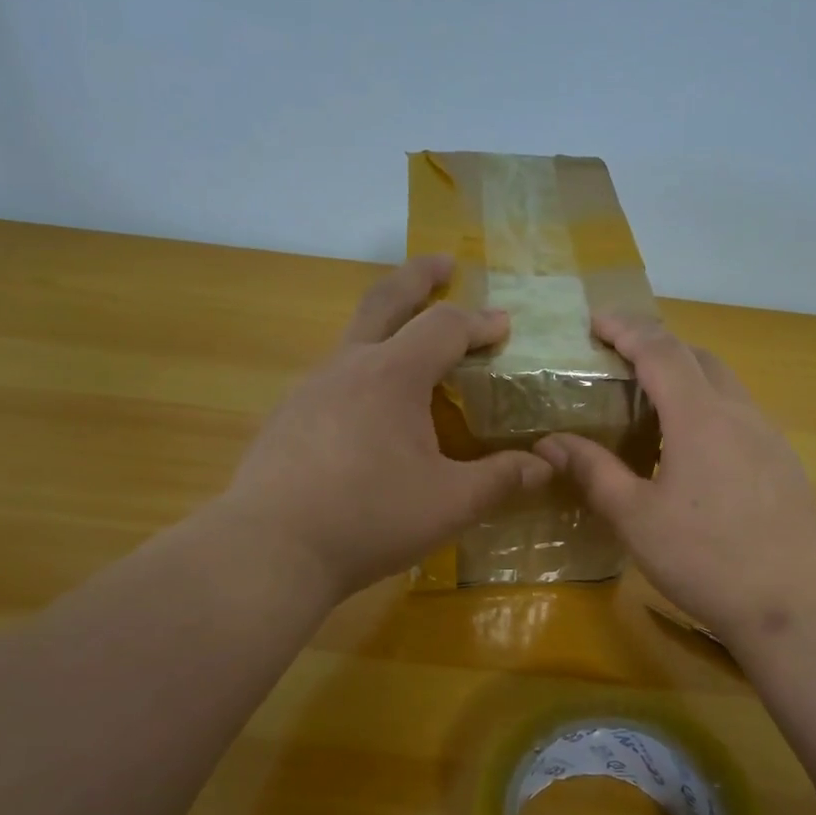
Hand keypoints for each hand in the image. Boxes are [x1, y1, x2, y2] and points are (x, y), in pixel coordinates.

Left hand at [221, 256, 552, 600]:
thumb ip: (501, 480)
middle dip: (418, 277)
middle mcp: (348, 367)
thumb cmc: (369, 518)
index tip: (504, 325)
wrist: (270, 549)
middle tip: (443, 265)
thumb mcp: (450, 503)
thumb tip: (545, 466)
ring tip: (411, 348)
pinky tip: (368, 412)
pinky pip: (333, 378)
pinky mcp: (286, 418)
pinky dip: (362, 372)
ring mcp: (309, 390)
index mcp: (393, 375)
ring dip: (387, 327)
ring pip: (353, 339)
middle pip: (385, 301)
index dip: (479, 322)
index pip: (444, 327)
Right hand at [534, 315, 815, 647]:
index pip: (660, 350)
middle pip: (698, 357)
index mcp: (699, 417)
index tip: (597, 321)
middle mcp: (739, 413)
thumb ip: (593, 472)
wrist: (795, 605)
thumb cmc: (705, 559)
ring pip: (724, 384)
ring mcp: (769, 437)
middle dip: (657, 345)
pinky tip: (693, 449)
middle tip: (620, 358)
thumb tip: (550, 442)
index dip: (627, 329)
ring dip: (686, 375)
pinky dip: (708, 407)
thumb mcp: (636, 518)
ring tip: (651, 400)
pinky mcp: (783, 463)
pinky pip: (740, 414)